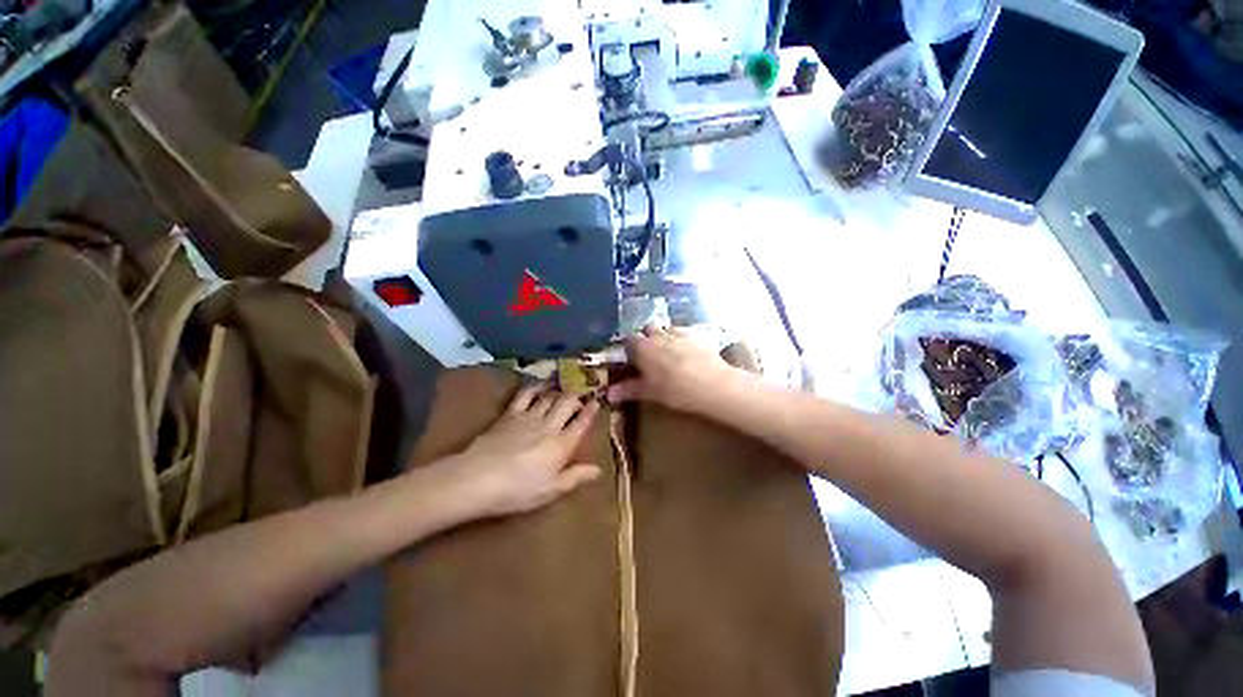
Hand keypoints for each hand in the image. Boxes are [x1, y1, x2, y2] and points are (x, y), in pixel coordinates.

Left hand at [448, 384, 601, 516]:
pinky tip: (538, 387)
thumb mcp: (551, 491)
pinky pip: (525, 395)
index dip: (590, 412)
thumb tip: (598, 470)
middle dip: (576, 398)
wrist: (478, 478)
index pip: (581, 423)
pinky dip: (534, 388)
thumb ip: (575, 477)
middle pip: (567, 403)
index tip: (596, 403)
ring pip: (549, 397)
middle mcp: (549, 425)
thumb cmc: (518, 490)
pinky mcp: (510, 414)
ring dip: (558, 392)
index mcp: (562, 445)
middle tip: (579, 399)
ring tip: (562, 392)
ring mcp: (529, 417)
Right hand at [607, 324, 742, 413]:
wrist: (712, 385)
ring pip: (667, 329)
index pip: (629, 340)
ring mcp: (679, 333)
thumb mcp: (648, 392)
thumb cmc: (674, 390)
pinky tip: (689, 354)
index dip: (629, 348)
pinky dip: (683, 340)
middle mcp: (659, 335)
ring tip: (670, 354)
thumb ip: (628, 390)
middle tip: (651, 355)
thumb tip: (608, 394)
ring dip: (665, 337)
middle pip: (648, 328)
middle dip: (647, 337)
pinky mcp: (698, 336)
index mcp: (643, 347)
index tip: (632, 359)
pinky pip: (685, 333)